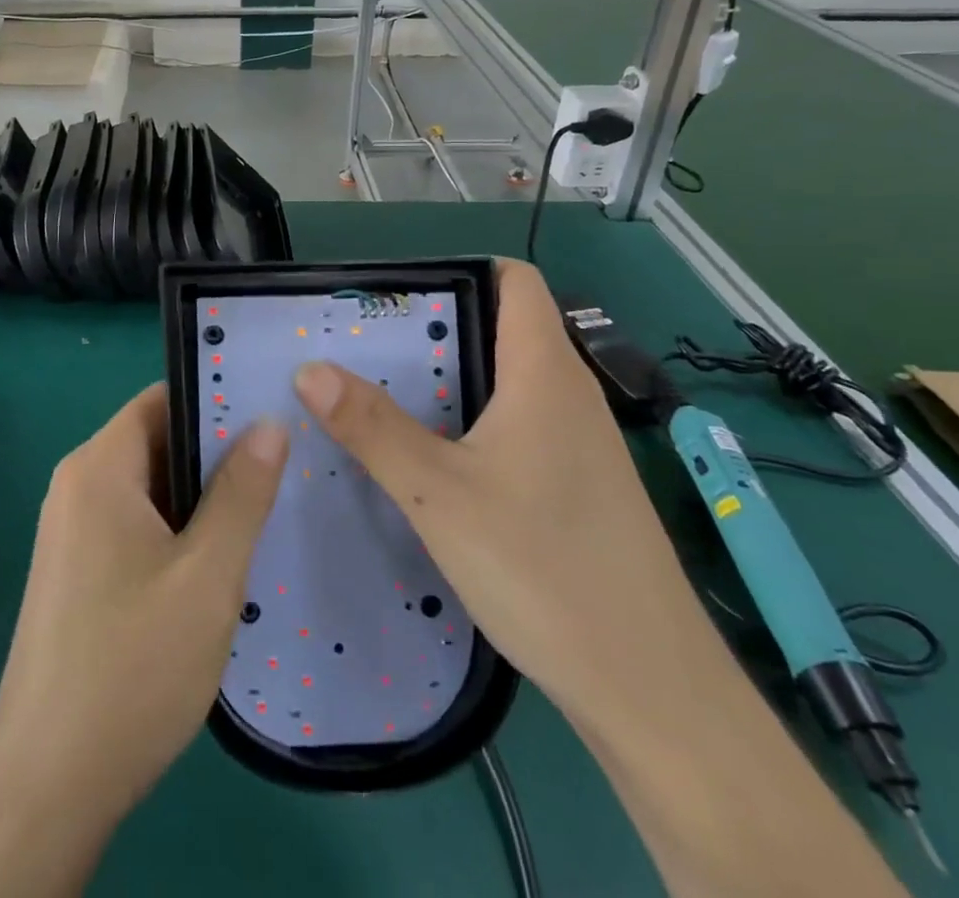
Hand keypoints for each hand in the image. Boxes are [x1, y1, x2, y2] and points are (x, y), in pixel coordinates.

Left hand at [0, 386, 287, 897]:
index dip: (216, 400)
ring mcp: (72, 531)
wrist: (47, 785)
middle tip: (282, 466)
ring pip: (150, 489)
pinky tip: (219, 563)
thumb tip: (269, 423)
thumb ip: (241, 493)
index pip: (161, 400)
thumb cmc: (132, 665)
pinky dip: (177, 531)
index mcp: (98, 468)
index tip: (271, 412)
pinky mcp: (77, 572)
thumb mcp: (207, 576)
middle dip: (216, 454)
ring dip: (201, 498)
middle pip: (156, 442)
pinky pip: (135, 525)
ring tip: (264, 511)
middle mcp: (77, 486)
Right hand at [291, 258, 710, 715]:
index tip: (396, 292)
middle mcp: (568, 393)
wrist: (649, 689)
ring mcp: (579, 441)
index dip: (460, 269)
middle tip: (366, 344)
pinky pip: (519, 421)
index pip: (515, 280)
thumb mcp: (438, 494)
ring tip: (384, 392)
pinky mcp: (579, 482)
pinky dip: (474, 418)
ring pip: (509, 378)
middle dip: (435, 325)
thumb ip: (372, 428)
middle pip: (503, 326)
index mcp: (544, 372)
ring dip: (451, 375)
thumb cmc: (543, 568)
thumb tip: (308, 369)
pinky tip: (435, 457)